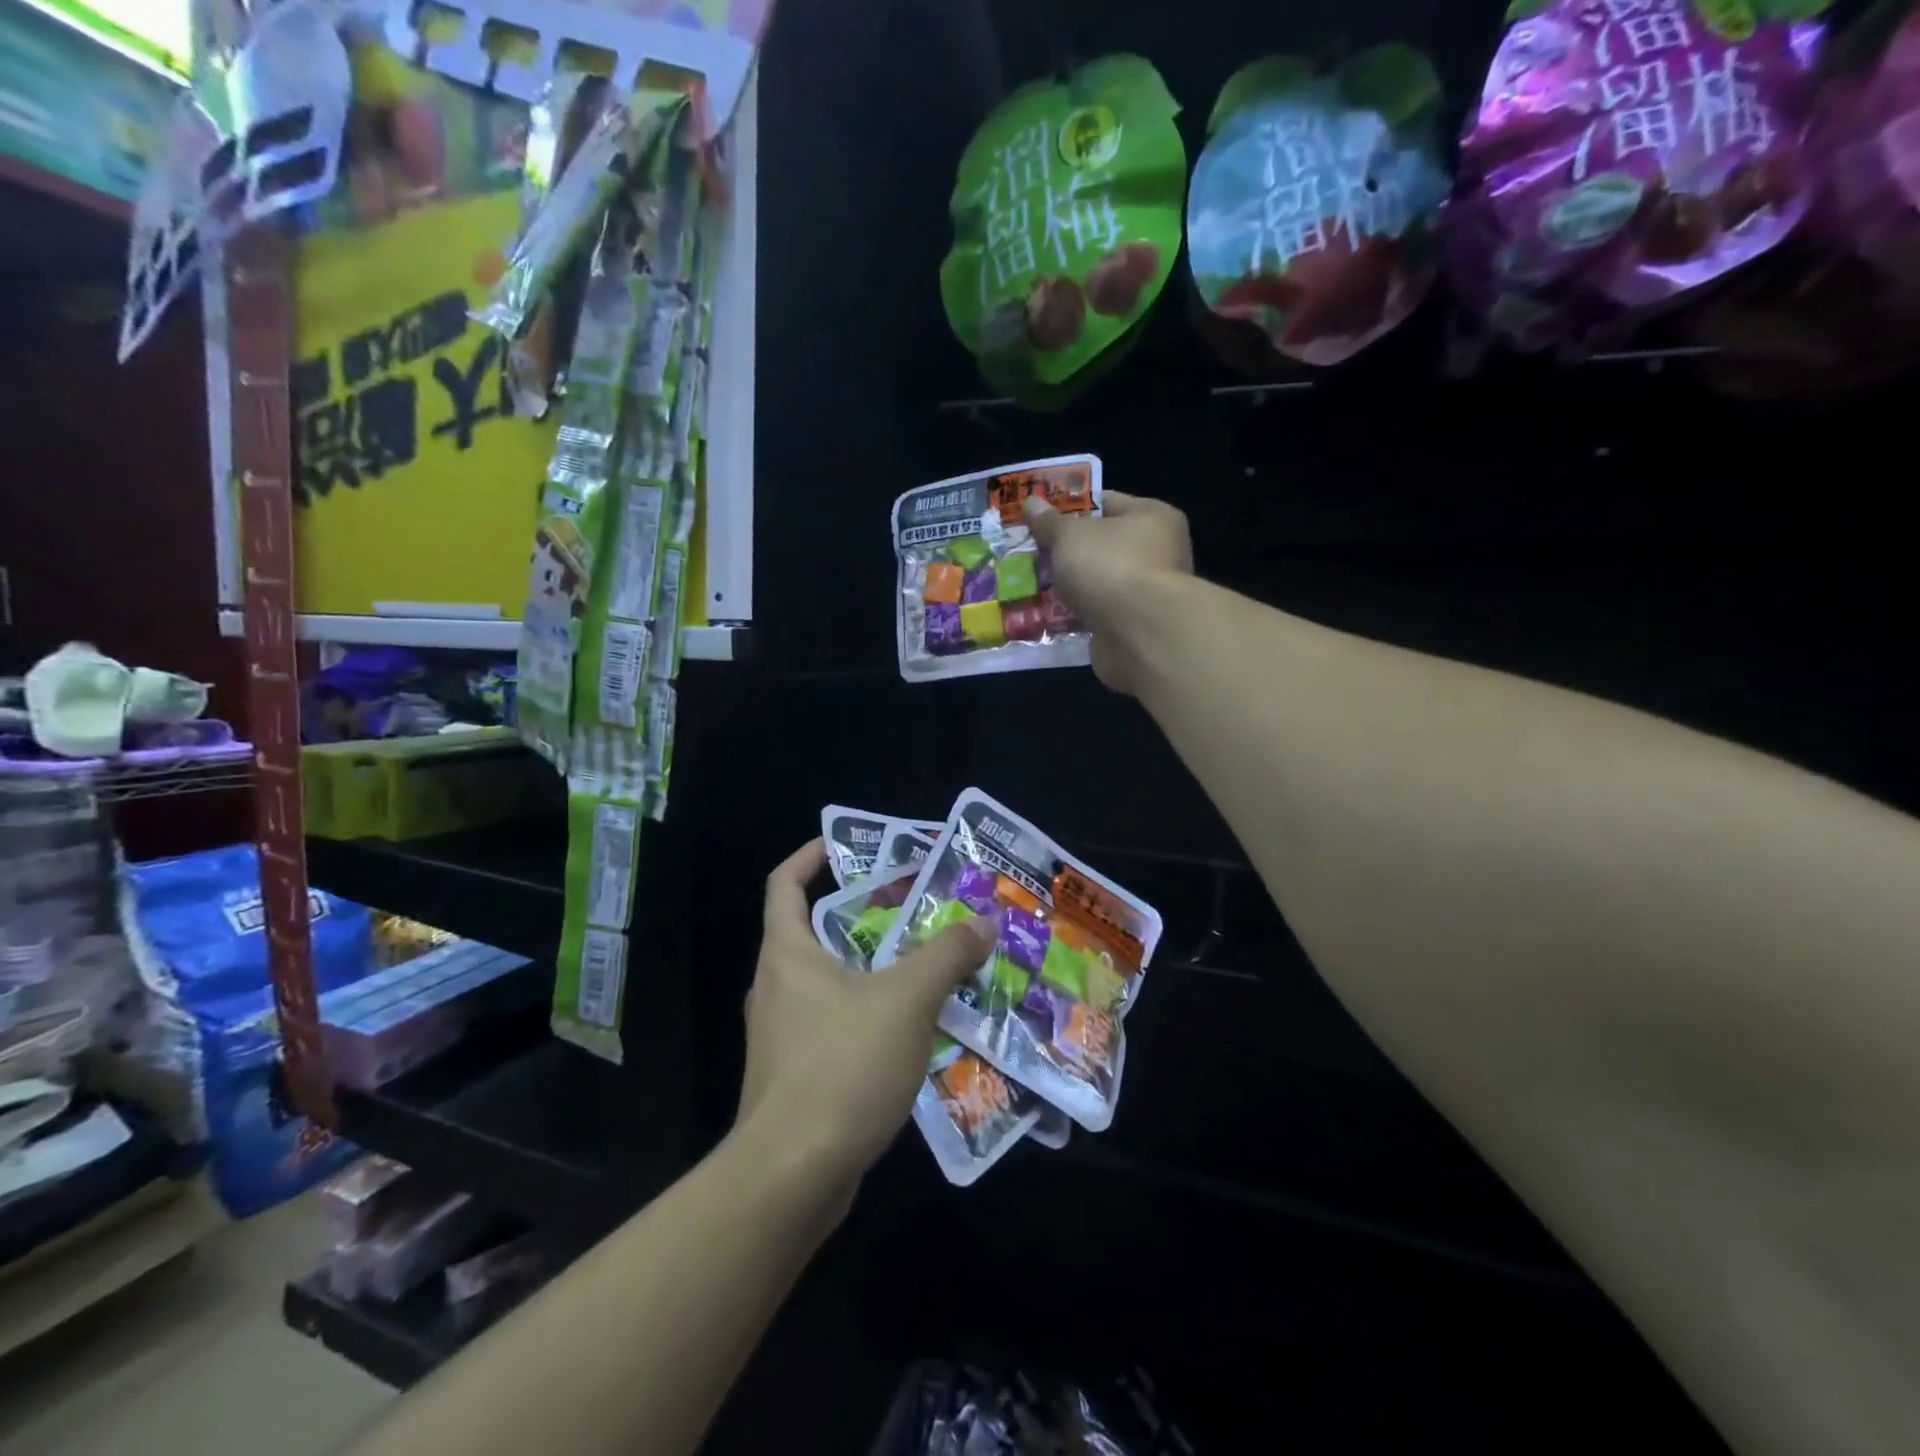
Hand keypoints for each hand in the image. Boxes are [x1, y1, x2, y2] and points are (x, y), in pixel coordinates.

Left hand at [736, 841, 997, 1188]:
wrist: (792, 1176)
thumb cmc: (842, 1066)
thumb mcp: (906, 1000)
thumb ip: (946, 956)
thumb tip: (982, 922)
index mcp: (787, 954)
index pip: (784, 884)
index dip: (811, 857)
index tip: (845, 847)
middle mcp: (776, 986)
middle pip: (814, 931)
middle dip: (863, 915)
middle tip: (914, 910)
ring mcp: (781, 1034)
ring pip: (829, 982)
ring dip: (872, 970)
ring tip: (925, 967)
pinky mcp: (795, 1074)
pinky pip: (834, 1025)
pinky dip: (869, 1015)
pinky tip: (912, 1031)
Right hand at [1025, 491, 1192, 696]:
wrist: (1139, 634)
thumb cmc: (1110, 567)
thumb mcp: (1070, 536)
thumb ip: (1050, 522)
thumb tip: (1032, 503)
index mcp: (1152, 516)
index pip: (1107, 502)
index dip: (1071, 507)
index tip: (1040, 517)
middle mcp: (1158, 552)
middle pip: (1103, 545)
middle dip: (1068, 551)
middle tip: (1033, 553)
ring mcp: (1148, 592)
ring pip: (1100, 582)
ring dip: (1072, 586)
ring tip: (1034, 585)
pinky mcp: (1135, 626)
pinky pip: (1099, 613)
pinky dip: (1078, 615)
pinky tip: (1049, 616)